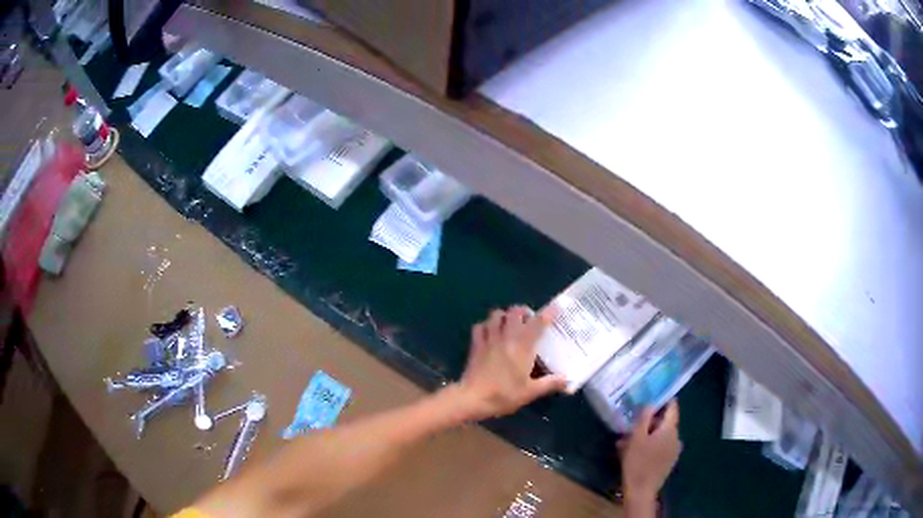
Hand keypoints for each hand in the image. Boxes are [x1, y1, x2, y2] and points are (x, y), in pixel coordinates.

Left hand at [455, 306, 566, 420]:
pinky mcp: (475, 344)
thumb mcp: (531, 392)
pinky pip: (480, 326)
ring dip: (505, 315)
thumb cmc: (504, 395)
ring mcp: (489, 338)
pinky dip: (486, 325)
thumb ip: (550, 383)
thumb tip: (567, 379)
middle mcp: (507, 337)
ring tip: (510, 325)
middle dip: (524, 312)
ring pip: (496, 314)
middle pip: (515, 312)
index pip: (538, 323)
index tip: (555, 308)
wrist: (473, 398)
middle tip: (530, 321)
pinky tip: (490, 333)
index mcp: (523, 346)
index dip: (548, 313)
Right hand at [619, 401, 681, 504]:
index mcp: (670, 429)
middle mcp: (676, 437)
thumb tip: (650, 403)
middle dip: (648, 422)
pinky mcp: (669, 461)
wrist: (641, 491)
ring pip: (661, 435)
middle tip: (631, 425)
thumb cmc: (637, 463)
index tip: (651, 397)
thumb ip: (644, 418)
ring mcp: (674, 450)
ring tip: (627, 441)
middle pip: (665, 422)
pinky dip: (650, 445)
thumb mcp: (636, 438)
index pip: (672, 407)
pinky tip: (635, 452)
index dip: (663, 400)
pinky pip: (661, 446)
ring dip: (647, 435)